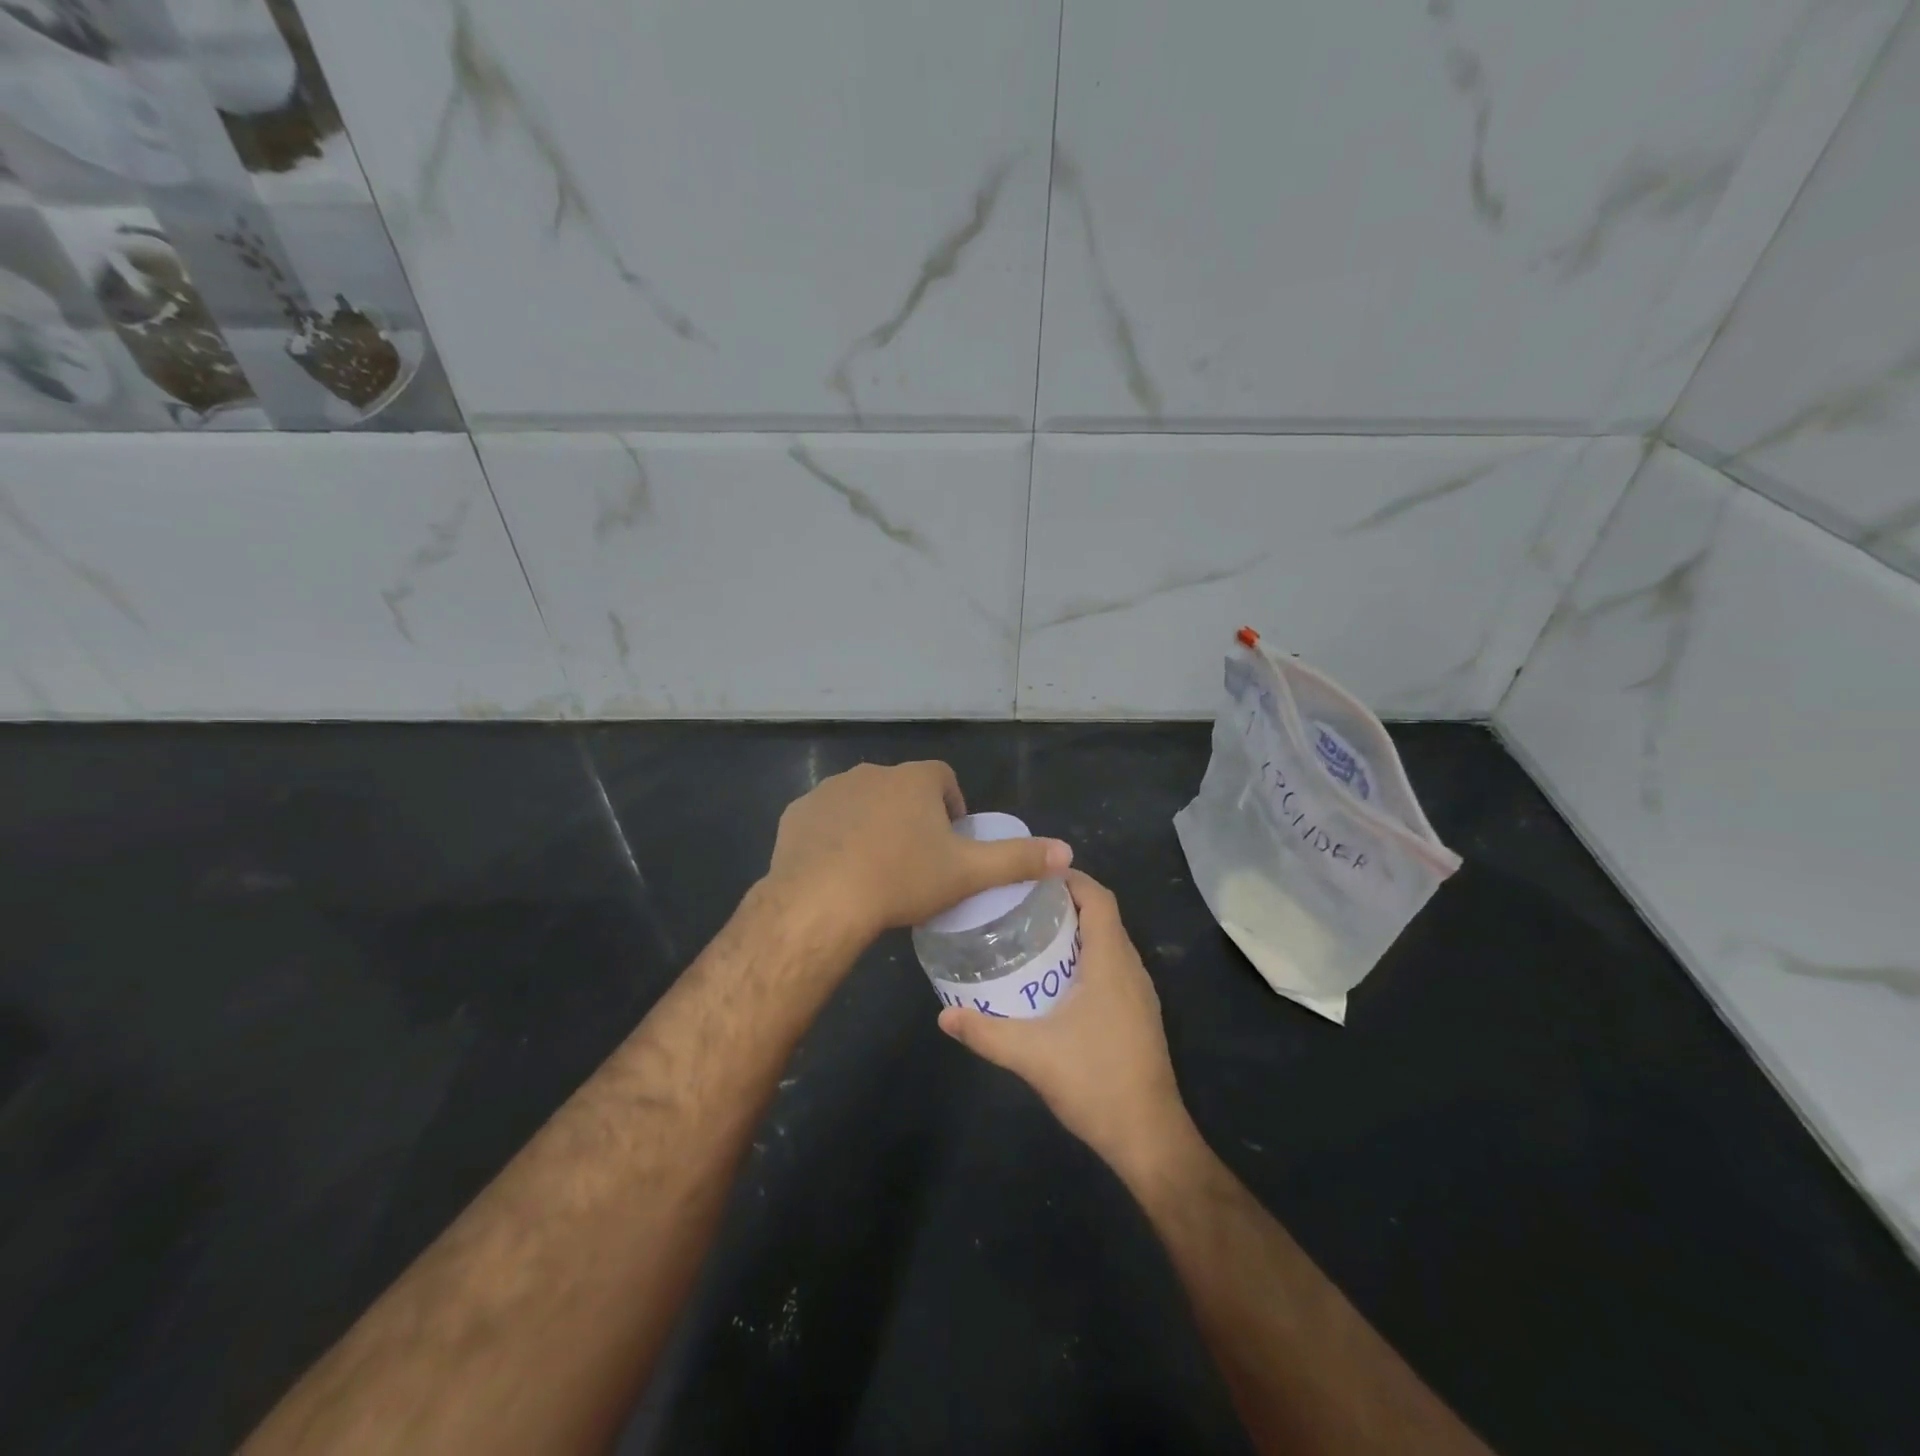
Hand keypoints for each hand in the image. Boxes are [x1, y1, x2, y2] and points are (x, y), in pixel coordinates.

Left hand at [765, 760, 1070, 944]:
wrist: (822, 900)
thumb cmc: (902, 879)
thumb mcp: (967, 873)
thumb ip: (1018, 860)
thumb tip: (1067, 852)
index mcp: (915, 779)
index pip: (943, 779)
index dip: (952, 807)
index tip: (950, 844)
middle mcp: (872, 773)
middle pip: (902, 790)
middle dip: (911, 817)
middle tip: (915, 863)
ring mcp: (830, 790)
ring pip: (862, 803)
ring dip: (872, 825)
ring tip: (876, 869)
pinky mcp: (797, 812)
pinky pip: (825, 819)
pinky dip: (835, 836)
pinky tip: (838, 869)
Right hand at [938, 871, 1194, 1178]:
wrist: (1148, 1138)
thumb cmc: (1095, 1081)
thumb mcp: (1031, 1054)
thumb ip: (985, 1032)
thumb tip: (944, 1016)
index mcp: (1111, 961)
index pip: (1098, 897)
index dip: (1070, 878)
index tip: (1032, 874)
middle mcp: (1131, 968)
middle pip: (1102, 916)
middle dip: (1065, 903)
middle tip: (1019, 904)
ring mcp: (1139, 994)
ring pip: (1108, 943)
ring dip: (1075, 931)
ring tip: (1031, 935)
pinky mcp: (1138, 1016)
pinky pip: (1112, 968)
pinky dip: (1085, 958)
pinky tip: (1054, 981)